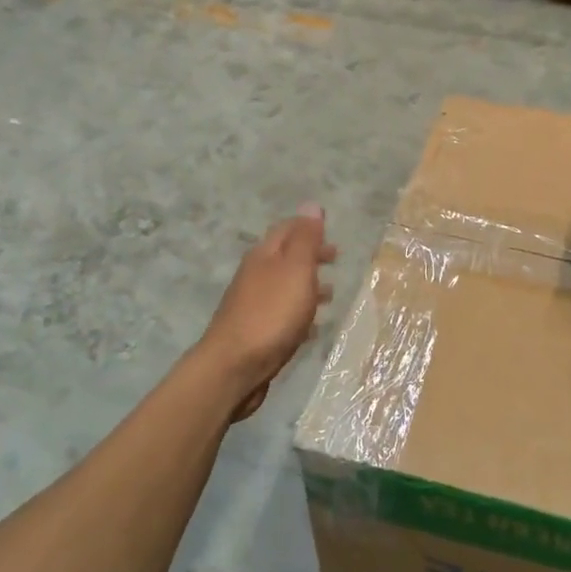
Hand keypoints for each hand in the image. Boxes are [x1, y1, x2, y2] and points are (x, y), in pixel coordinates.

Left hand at [201, 206, 337, 420]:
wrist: (234, 367)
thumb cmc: (271, 314)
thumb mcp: (295, 270)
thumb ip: (305, 239)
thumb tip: (311, 204)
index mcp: (265, 256)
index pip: (287, 229)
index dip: (307, 226)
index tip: (329, 229)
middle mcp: (256, 275)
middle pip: (286, 257)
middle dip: (310, 254)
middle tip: (336, 257)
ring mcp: (253, 304)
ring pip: (285, 286)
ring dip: (308, 285)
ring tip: (332, 293)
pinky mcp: (256, 332)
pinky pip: (283, 314)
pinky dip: (301, 313)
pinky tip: (314, 328)